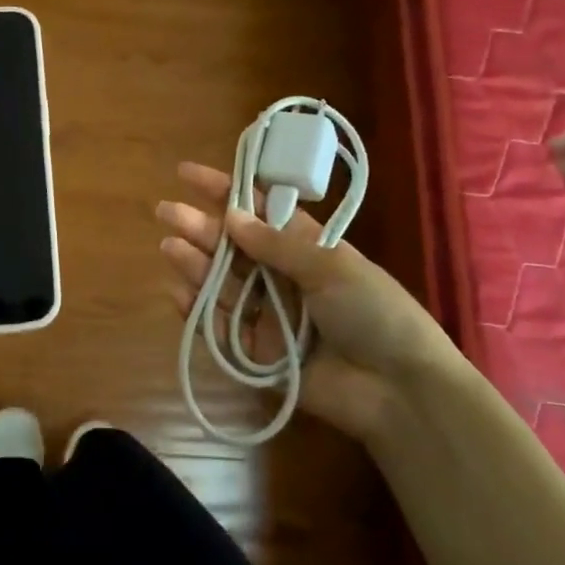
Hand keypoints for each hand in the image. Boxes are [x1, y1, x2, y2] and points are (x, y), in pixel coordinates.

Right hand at [157, 161, 463, 436]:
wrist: (398, 390)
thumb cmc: (374, 313)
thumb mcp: (331, 267)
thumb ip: (277, 245)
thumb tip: (230, 216)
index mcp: (306, 246)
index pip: (259, 209)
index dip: (225, 190)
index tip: (188, 174)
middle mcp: (282, 275)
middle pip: (233, 245)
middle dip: (200, 226)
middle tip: (166, 211)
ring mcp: (268, 313)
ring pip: (222, 282)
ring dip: (195, 263)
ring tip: (169, 245)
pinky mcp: (257, 352)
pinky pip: (220, 326)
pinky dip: (198, 310)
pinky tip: (178, 291)